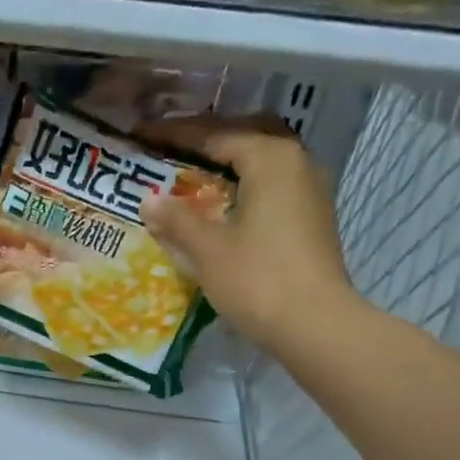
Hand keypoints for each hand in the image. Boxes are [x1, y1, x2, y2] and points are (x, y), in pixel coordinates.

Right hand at [140, 124, 361, 351]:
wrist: (315, 324)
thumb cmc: (258, 280)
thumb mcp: (208, 250)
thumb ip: (177, 219)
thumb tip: (148, 200)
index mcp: (270, 158)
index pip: (215, 134)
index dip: (176, 134)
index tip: (144, 135)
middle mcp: (296, 162)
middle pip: (247, 136)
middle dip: (209, 140)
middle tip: (173, 149)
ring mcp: (310, 189)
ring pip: (264, 160)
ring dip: (231, 162)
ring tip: (195, 175)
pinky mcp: (313, 217)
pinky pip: (274, 185)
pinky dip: (246, 184)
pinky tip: (225, 205)